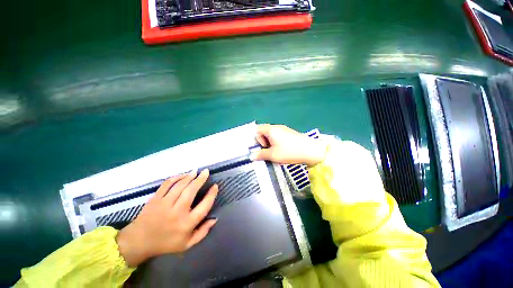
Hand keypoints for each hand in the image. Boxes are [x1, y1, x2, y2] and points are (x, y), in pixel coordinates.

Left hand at [116, 169, 217, 266]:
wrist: (139, 242)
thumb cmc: (166, 243)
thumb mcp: (187, 244)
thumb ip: (203, 232)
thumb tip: (214, 218)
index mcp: (187, 223)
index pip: (204, 206)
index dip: (211, 194)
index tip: (215, 186)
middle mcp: (177, 212)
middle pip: (191, 191)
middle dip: (200, 179)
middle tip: (206, 171)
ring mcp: (164, 204)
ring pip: (180, 186)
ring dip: (189, 176)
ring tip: (196, 171)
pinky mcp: (155, 199)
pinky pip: (167, 185)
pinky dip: (176, 177)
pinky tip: (182, 175)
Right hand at [250, 124, 327, 166]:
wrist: (311, 151)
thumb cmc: (289, 152)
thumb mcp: (273, 155)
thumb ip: (261, 155)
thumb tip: (251, 156)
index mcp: (271, 130)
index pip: (257, 129)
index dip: (257, 139)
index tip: (263, 148)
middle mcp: (277, 127)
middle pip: (265, 132)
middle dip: (264, 142)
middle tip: (269, 152)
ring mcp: (285, 130)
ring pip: (272, 135)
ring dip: (271, 144)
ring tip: (276, 153)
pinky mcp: (291, 134)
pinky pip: (279, 137)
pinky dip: (277, 143)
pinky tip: (283, 151)